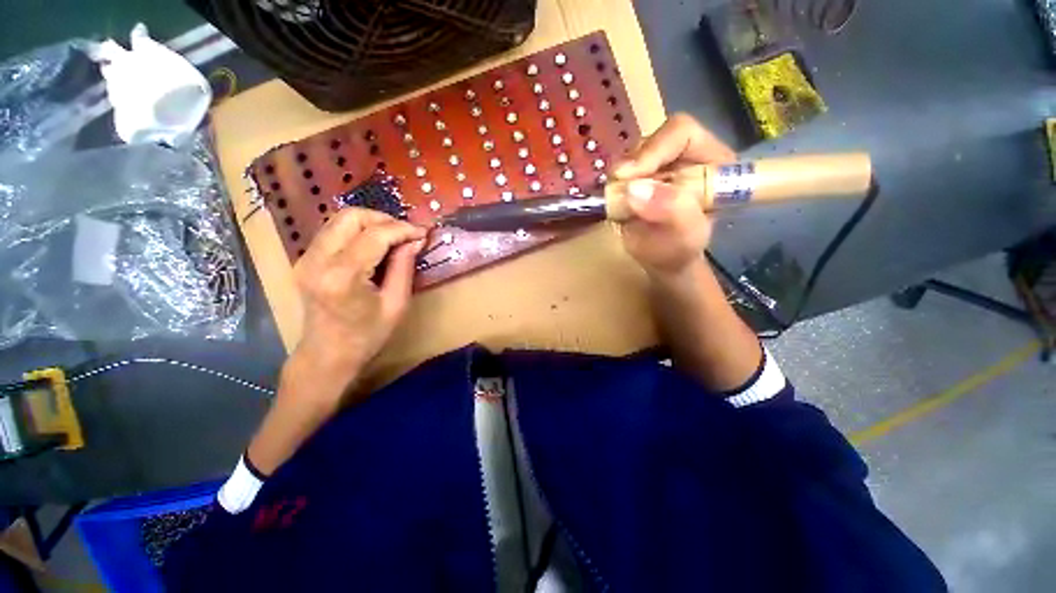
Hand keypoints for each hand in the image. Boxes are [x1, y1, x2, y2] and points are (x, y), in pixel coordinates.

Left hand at [288, 207, 425, 403]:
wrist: (327, 355)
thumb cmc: (367, 336)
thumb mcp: (396, 304)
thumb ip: (404, 267)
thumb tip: (416, 240)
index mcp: (342, 276)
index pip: (375, 235)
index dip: (402, 229)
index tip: (423, 233)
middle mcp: (317, 260)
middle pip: (350, 217)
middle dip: (384, 219)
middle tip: (406, 233)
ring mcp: (306, 258)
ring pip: (339, 219)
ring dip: (371, 223)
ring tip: (394, 237)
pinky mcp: (305, 259)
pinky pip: (333, 231)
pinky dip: (357, 231)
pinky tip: (374, 244)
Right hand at [612, 113, 735, 277]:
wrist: (660, 261)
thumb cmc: (681, 250)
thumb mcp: (686, 235)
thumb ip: (672, 211)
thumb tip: (634, 189)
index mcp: (710, 160)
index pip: (681, 133)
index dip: (654, 148)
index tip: (630, 175)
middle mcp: (682, 156)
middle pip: (651, 141)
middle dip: (632, 166)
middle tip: (617, 189)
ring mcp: (656, 167)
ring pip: (630, 156)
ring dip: (619, 178)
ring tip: (618, 203)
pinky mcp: (635, 178)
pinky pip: (617, 174)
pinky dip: (612, 187)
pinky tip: (614, 203)